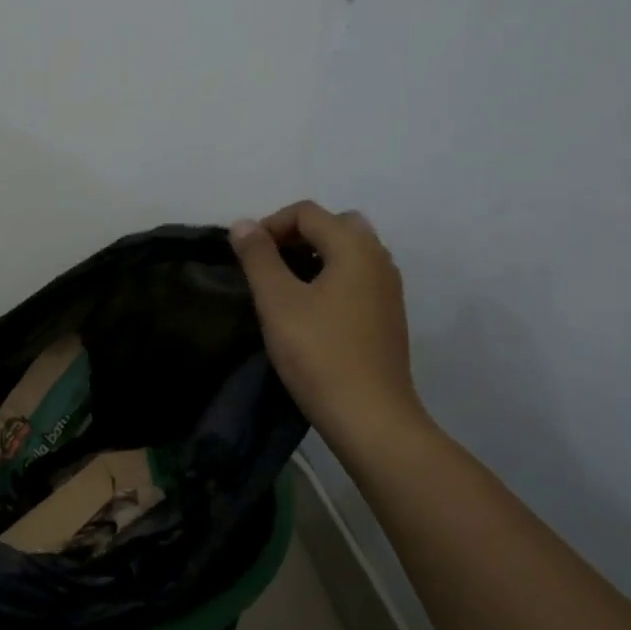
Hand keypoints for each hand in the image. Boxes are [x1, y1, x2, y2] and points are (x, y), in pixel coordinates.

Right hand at [230, 202, 427, 449]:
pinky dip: (332, 278)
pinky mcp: (388, 316)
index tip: (246, 255)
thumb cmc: (319, 354)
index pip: (308, 212)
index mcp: (355, 247)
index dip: (271, 224)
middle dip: (297, 236)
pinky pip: (358, 278)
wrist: (370, 416)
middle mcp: (379, 258)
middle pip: (335, 225)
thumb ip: (258, 257)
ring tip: (285, 287)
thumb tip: (242, 224)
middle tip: (269, 264)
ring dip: (316, 256)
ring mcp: (389, 289)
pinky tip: (311, 311)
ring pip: (350, 253)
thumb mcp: (278, 302)